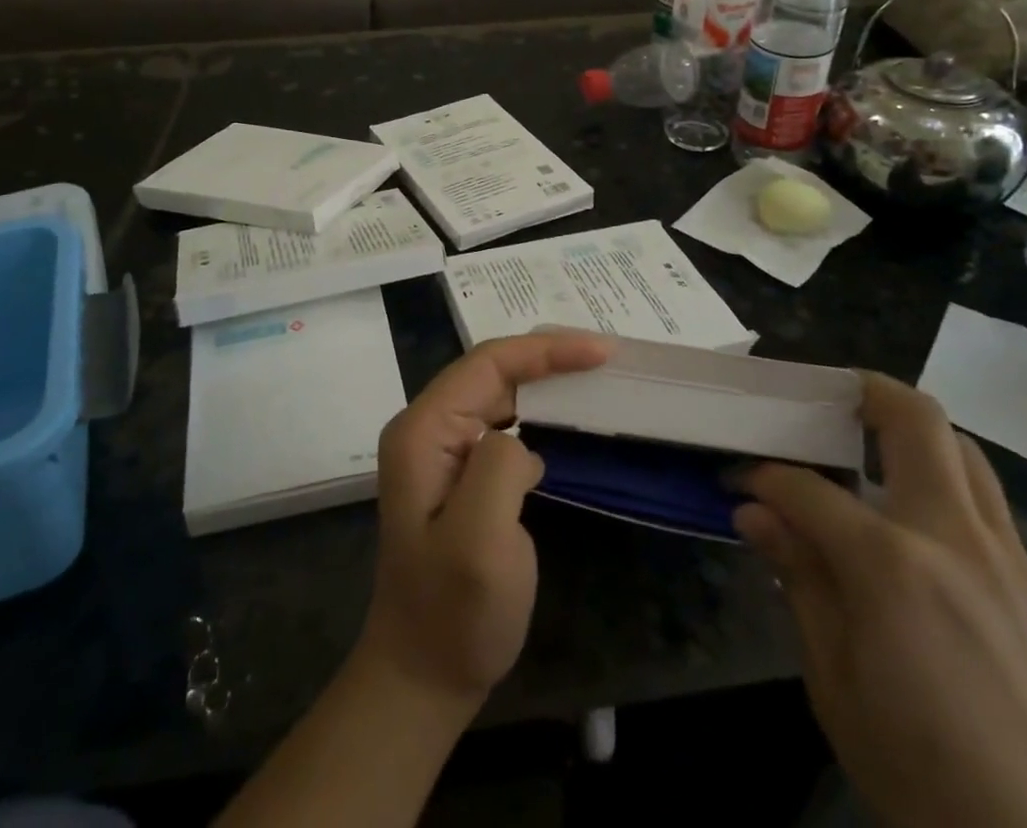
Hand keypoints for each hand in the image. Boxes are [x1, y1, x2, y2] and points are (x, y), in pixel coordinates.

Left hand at [358, 330, 612, 709]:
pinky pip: (501, 424)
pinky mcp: (459, 474)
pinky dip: (537, 414)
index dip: (544, 349)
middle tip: (604, 358)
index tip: (600, 352)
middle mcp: (426, 428)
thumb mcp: (480, 541)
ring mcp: (441, 451)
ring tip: (591, 376)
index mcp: (423, 430)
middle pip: (491, 371)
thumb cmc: (453, 613)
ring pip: (498, 394)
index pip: (487, 364)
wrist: (423, 676)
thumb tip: (520, 439)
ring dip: (544, 381)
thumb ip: (498, 466)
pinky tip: (565, 421)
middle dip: (547, 357)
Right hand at [733, 373, 1026, 827]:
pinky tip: (933, 562)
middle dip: (867, 393)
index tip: (741, 479)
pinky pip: (996, 527)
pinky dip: (951, 512)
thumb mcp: (835, 683)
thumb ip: (799, 580)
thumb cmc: (923, 777)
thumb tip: (756, 513)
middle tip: (832, 399)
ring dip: (919, 440)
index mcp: (890, 563)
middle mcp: (956, 541)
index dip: (763, 476)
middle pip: (917, 422)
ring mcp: (1017, 567)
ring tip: (880, 457)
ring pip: (967, 459)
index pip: (806, 488)